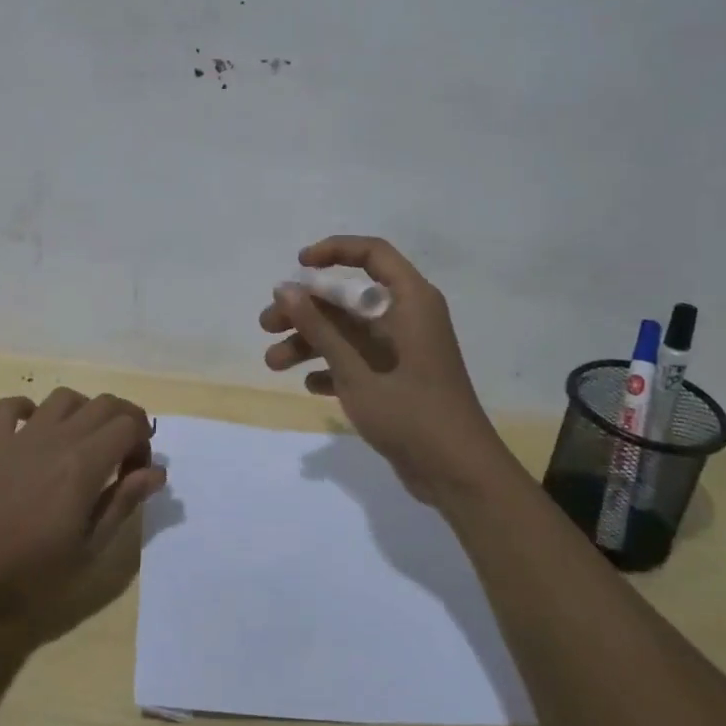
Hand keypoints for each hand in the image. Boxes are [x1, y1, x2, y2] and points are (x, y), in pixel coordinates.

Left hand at [0, 388, 164, 619]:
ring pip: (63, 397)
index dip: (143, 443)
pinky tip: (33, 428)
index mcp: (86, 462)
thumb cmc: (27, 573)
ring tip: (84, 441)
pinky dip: (27, 408)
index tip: (137, 474)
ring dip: (83, 410)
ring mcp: (21, 436)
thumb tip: (157, 472)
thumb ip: (122, 503)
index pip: (130, 424)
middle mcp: (58, 437)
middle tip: (122, 455)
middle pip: (103, 404)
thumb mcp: (87, 549)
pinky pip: (9, 407)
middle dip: (124, 420)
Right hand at [261, 235, 505, 501]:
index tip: (297, 266)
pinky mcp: (399, 378)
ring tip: (273, 363)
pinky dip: (333, 367)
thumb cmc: (410, 413)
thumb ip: (319, 327)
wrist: (459, 474)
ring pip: (349, 331)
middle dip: (306, 310)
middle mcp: (408, 317)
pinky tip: (310, 386)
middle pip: (350, 297)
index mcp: (410, 300)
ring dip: (311, 342)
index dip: (333, 251)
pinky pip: (359, 359)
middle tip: (267, 325)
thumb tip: (284, 287)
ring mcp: (404, 349)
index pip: (372, 253)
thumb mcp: (356, 370)